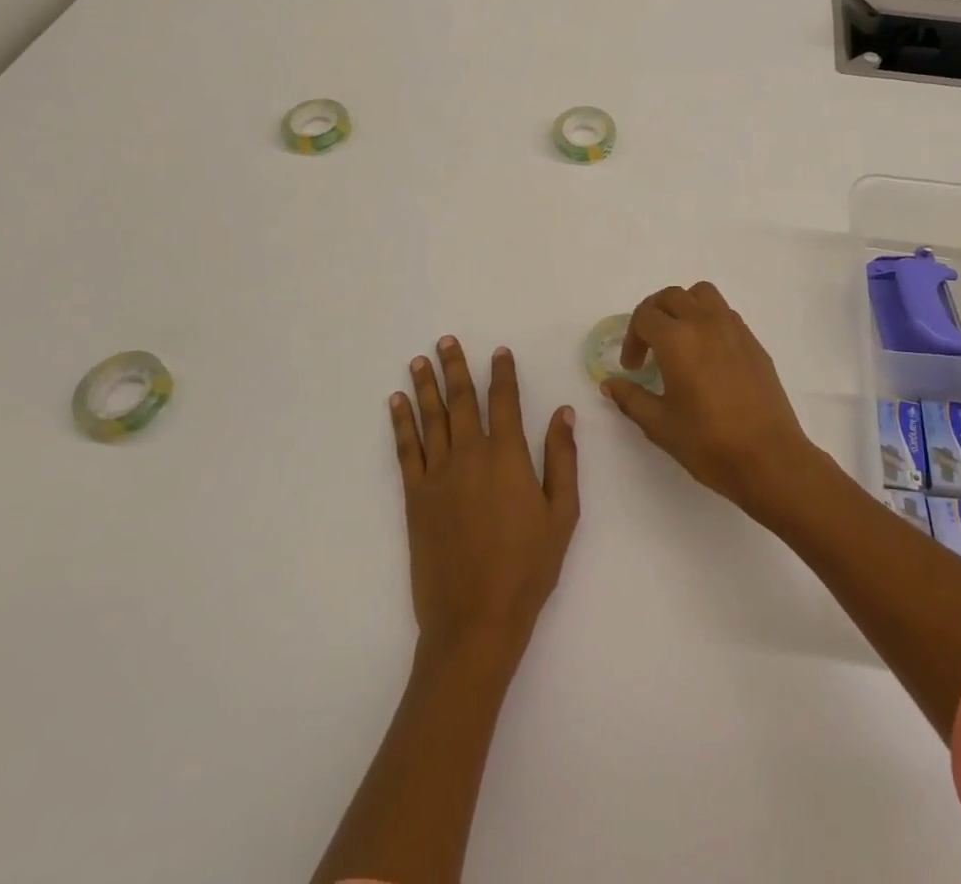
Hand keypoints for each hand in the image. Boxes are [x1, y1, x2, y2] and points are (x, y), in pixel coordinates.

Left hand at [391, 337, 580, 666]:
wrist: (475, 619)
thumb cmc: (528, 568)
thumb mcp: (562, 514)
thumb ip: (563, 459)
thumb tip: (563, 413)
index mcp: (508, 457)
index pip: (505, 402)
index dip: (502, 373)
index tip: (499, 351)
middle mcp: (470, 455)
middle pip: (462, 400)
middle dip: (455, 367)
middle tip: (446, 341)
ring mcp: (438, 475)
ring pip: (431, 419)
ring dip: (425, 387)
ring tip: (419, 360)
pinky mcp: (415, 497)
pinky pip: (406, 450)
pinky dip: (401, 424)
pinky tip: (396, 404)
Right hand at [601, 283, 820, 519]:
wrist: (770, 459)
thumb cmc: (709, 443)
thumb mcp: (660, 425)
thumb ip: (631, 398)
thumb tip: (610, 384)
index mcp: (678, 339)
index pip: (644, 316)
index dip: (631, 339)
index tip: (633, 368)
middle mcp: (705, 323)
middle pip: (671, 296)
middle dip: (652, 316)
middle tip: (648, 348)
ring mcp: (734, 329)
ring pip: (702, 294)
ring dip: (683, 308)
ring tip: (678, 340)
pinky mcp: (754, 342)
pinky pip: (724, 313)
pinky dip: (708, 320)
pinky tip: (707, 355)